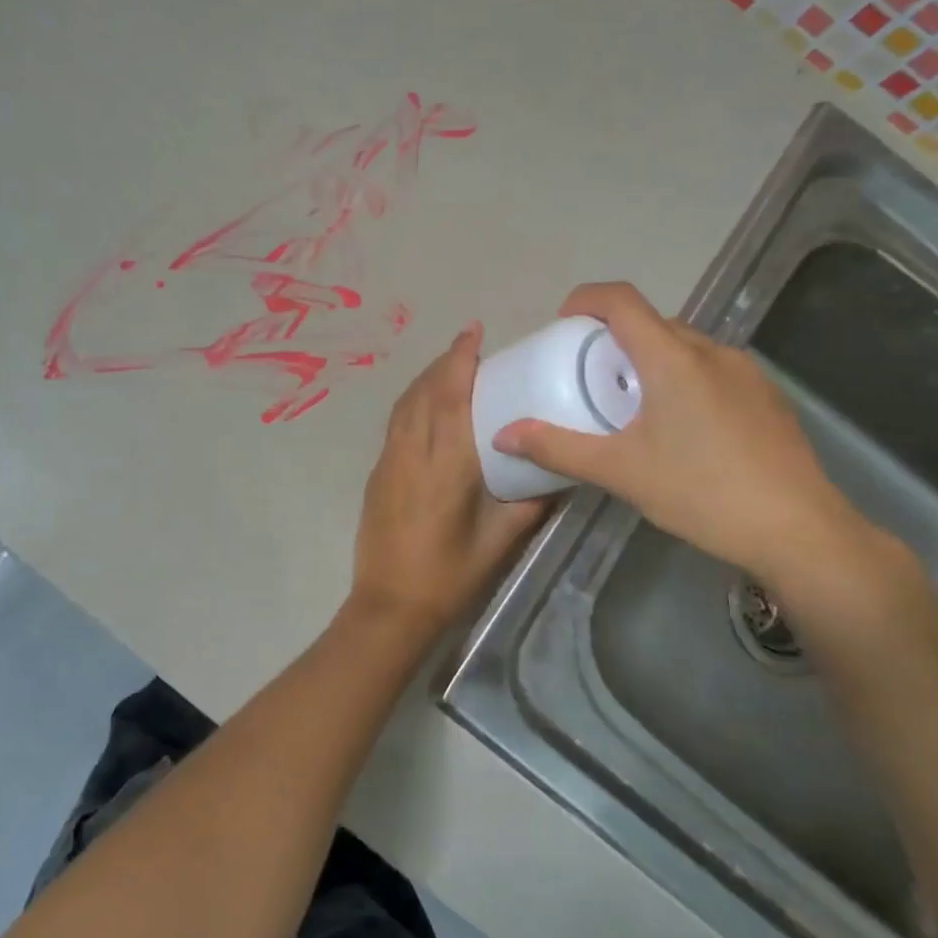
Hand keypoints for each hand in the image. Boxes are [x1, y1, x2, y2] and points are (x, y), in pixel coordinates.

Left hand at [351, 323, 548, 641]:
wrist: (389, 606)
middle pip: (424, 392)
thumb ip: (529, 504)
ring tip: (450, 367)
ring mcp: (389, 461)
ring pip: (405, 405)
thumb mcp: (499, 543)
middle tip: (470, 345)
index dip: (460, 360)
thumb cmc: (449, 577)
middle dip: (445, 362)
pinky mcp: (378, 473)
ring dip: (426, 379)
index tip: (474, 332)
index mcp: (445, 467)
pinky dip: (413, 401)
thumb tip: (559, 474)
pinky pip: (396, 423)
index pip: (451, 398)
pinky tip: (427, 407)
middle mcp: (412, 453)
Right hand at [491, 283, 899, 600]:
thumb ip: (558, 447)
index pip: (622, 300)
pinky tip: (682, 429)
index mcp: (673, 358)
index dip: (585, 299)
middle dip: (614, 337)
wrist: (800, 532)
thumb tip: (504, 433)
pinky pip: (712, 369)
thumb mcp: (620, 471)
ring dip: (650, 359)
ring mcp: (746, 372)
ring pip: (684, 346)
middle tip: (589, 376)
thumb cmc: (702, 492)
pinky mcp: (767, 397)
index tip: (562, 324)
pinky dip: (683, 379)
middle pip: (652, 322)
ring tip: (633, 405)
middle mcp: (711, 351)